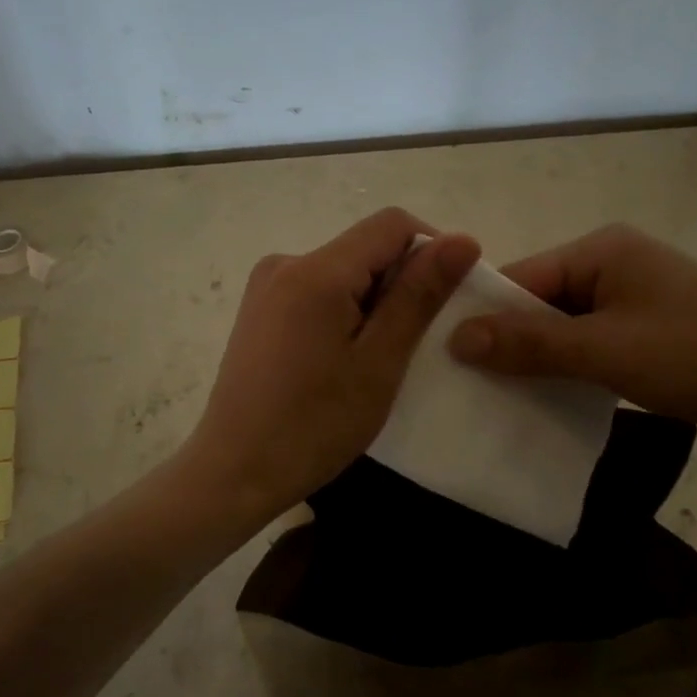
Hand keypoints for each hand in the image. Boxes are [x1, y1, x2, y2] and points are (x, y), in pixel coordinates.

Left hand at [185, 208, 479, 520]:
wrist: (234, 471)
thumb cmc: (314, 424)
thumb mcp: (379, 361)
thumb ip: (419, 295)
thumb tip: (462, 239)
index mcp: (316, 270)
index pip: (392, 225)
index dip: (430, 251)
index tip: (444, 302)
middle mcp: (285, 262)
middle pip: (365, 247)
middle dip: (400, 283)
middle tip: (409, 345)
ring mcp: (266, 285)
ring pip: (343, 271)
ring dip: (373, 301)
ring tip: (374, 359)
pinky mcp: (259, 308)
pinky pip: (318, 290)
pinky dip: (344, 311)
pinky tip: (340, 359)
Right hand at [447, 223, 696, 457]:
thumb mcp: (606, 351)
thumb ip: (530, 343)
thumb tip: (455, 337)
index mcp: (602, 250)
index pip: (522, 278)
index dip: (483, 317)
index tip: (445, 358)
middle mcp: (615, 264)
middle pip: (542, 303)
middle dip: (510, 343)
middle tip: (467, 387)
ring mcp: (636, 299)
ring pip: (566, 328)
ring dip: (540, 360)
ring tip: (498, 399)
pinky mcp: (651, 333)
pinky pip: (593, 346)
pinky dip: (571, 370)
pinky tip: (547, 401)